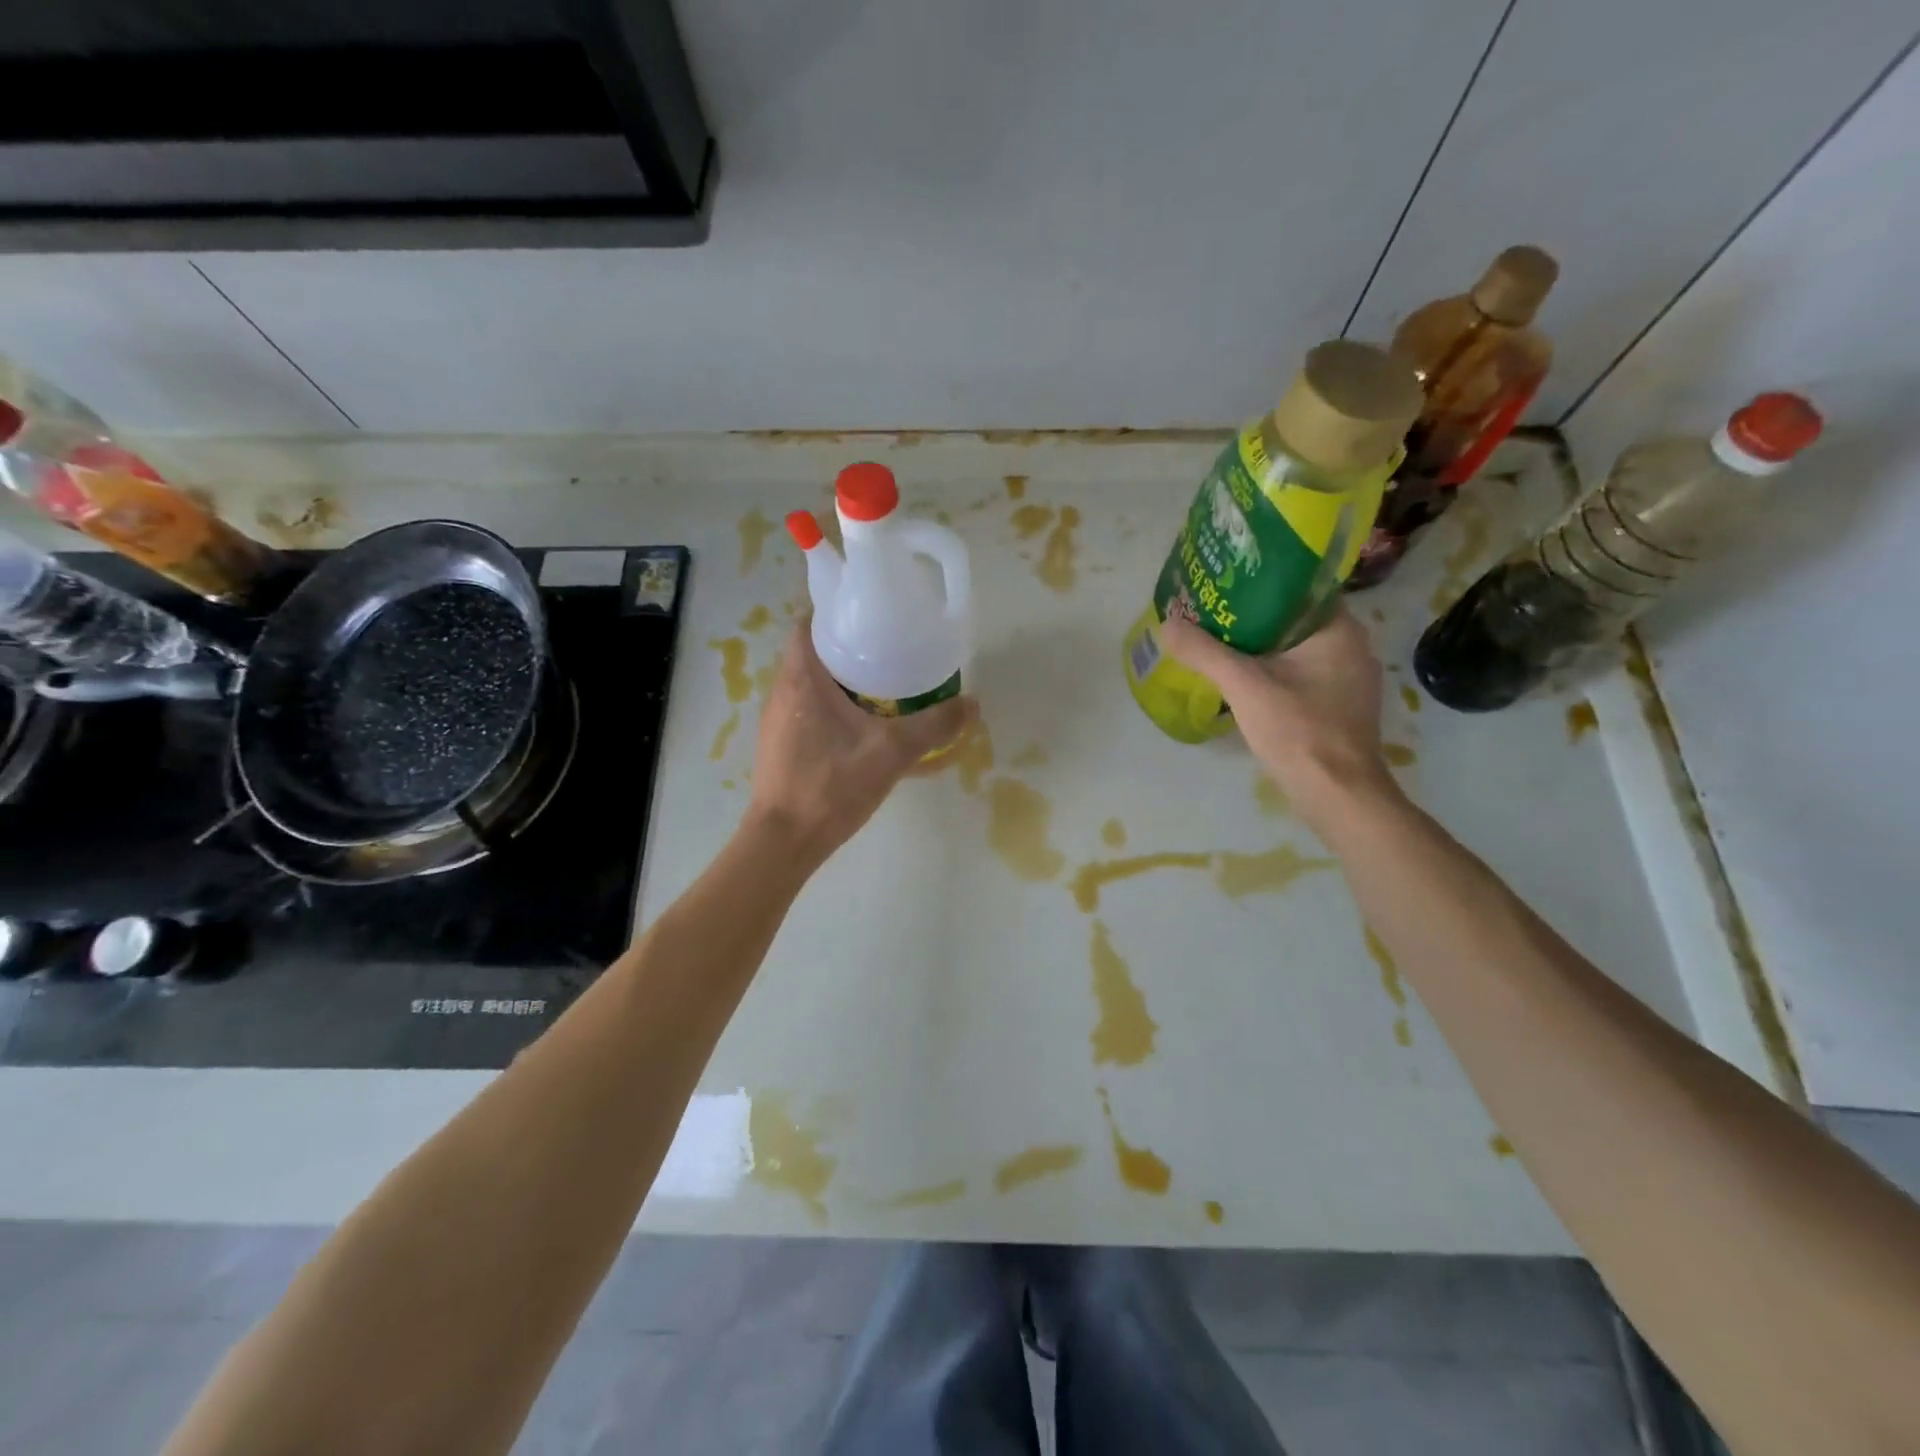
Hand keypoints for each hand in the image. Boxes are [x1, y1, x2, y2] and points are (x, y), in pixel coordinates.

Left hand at [746, 623, 976, 866]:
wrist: (784, 841)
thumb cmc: (830, 787)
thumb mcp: (891, 753)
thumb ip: (933, 727)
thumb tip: (972, 704)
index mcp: (801, 679)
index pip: (808, 624)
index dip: (836, 614)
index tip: (871, 617)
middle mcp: (782, 692)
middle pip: (813, 653)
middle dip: (849, 648)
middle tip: (890, 650)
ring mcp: (778, 720)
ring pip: (812, 684)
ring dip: (843, 681)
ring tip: (884, 685)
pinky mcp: (782, 745)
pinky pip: (809, 710)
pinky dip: (835, 708)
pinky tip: (865, 726)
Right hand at [1160, 610, 1398, 828]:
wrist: (1336, 794)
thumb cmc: (1297, 729)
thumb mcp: (1243, 686)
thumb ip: (1204, 652)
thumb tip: (1167, 622)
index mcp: (1339, 629)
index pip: (1297, 589)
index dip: (1258, 585)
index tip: (1223, 588)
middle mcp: (1353, 646)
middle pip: (1294, 620)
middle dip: (1254, 619)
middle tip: (1213, 616)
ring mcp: (1350, 679)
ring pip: (1298, 650)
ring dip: (1263, 648)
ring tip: (1221, 645)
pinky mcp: (1342, 706)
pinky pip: (1303, 675)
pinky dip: (1275, 673)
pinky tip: (1246, 682)